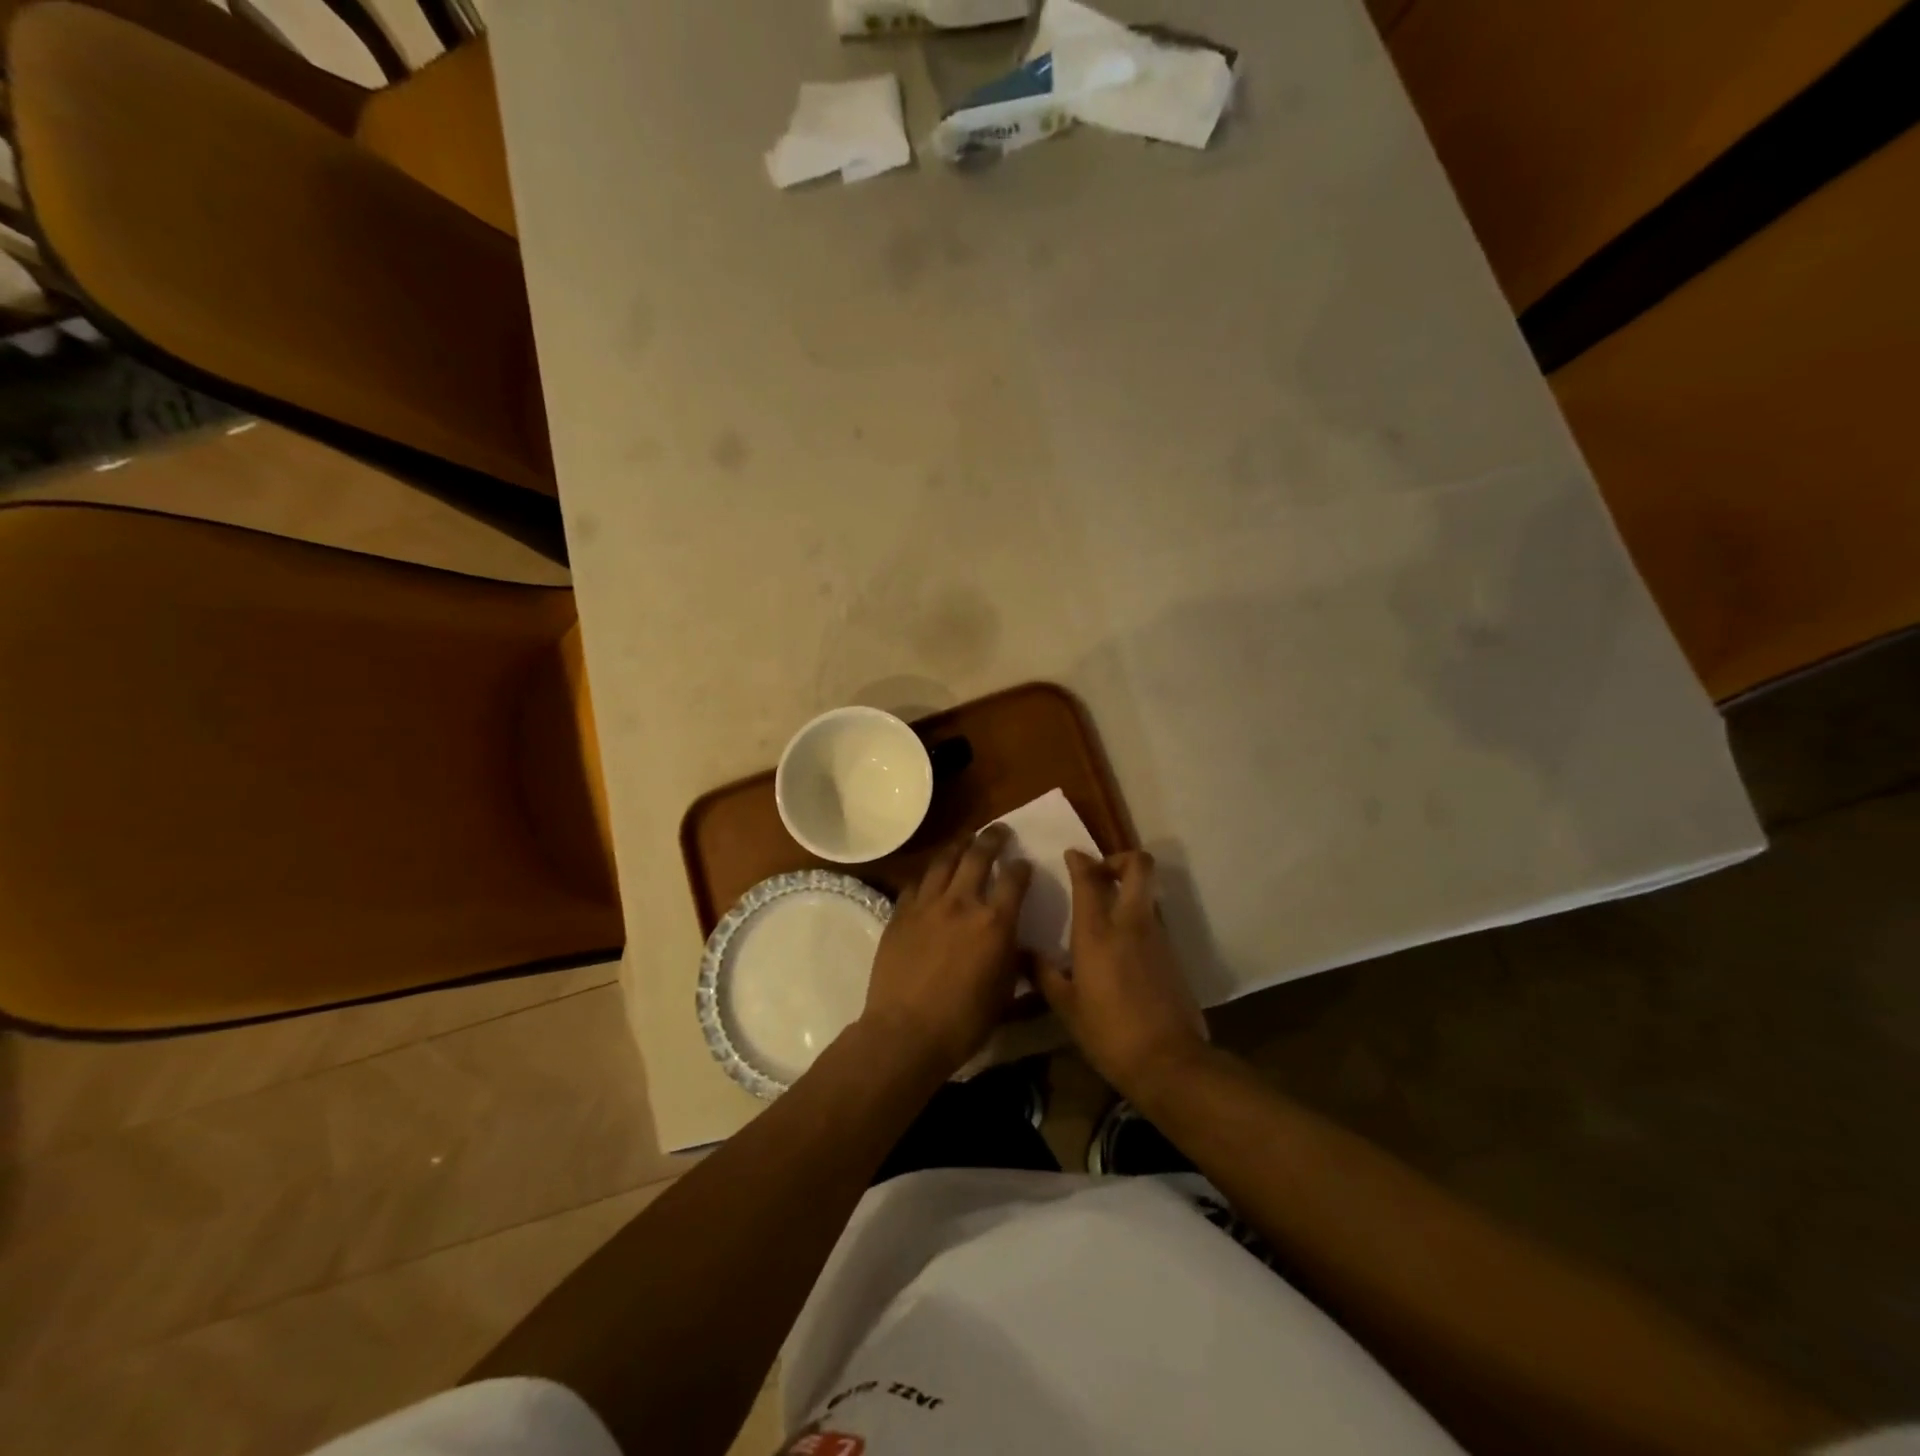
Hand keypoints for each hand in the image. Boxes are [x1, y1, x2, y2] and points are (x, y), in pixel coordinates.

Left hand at [859, 825, 1032, 1079]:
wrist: (906, 1032)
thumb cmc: (963, 1022)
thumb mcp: (1004, 994)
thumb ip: (1012, 960)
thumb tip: (1017, 943)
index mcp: (994, 922)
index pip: (1015, 879)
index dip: (1022, 868)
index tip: (1024, 863)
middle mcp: (962, 903)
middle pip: (979, 855)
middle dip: (992, 838)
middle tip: (999, 830)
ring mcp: (927, 905)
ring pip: (944, 860)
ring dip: (959, 846)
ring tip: (966, 840)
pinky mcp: (900, 913)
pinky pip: (916, 883)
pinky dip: (928, 876)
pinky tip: (931, 878)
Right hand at [1036, 849, 1208, 1096]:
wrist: (1169, 1061)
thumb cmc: (1108, 1032)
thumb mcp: (1066, 1006)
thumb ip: (1043, 973)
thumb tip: (1021, 952)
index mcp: (1097, 932)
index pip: (1089, 877)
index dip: (1079, 860)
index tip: (1071, 856)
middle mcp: (1130, 923)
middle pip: (1138, 866)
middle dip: (1120, 858)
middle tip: (1100, 873)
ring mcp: (1157, 936)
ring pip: (1147, 893)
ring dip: (1128, 890)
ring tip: (1105, 911)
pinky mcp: (1172, 954)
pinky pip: (1152, 921)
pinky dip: (1136, 919)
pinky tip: (1120, 947)